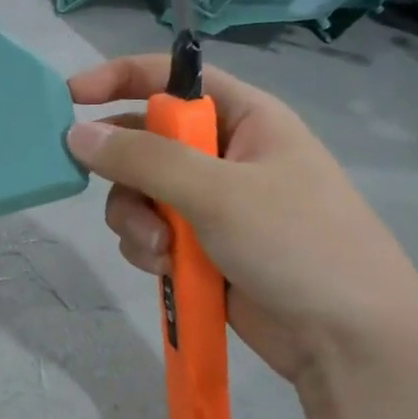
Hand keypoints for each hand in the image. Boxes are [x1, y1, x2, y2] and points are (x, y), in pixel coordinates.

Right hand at [66, 54, 417, 381]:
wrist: (347, 340)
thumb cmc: (297, 244)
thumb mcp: (218, 192)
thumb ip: (143, 159)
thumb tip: (76, 134)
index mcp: (246, 118)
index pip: (173, 78)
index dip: (119, 78)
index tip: (69, 97)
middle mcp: (225, 154)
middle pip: (146, 141)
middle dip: (126, 174)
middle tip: (122, 197)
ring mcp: (212, 203)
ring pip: (139, 193)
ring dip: (136, 220)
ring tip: (159, 251)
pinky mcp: (201, 246)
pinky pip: (150, 232)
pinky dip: (147, 248)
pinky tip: (166, 269)